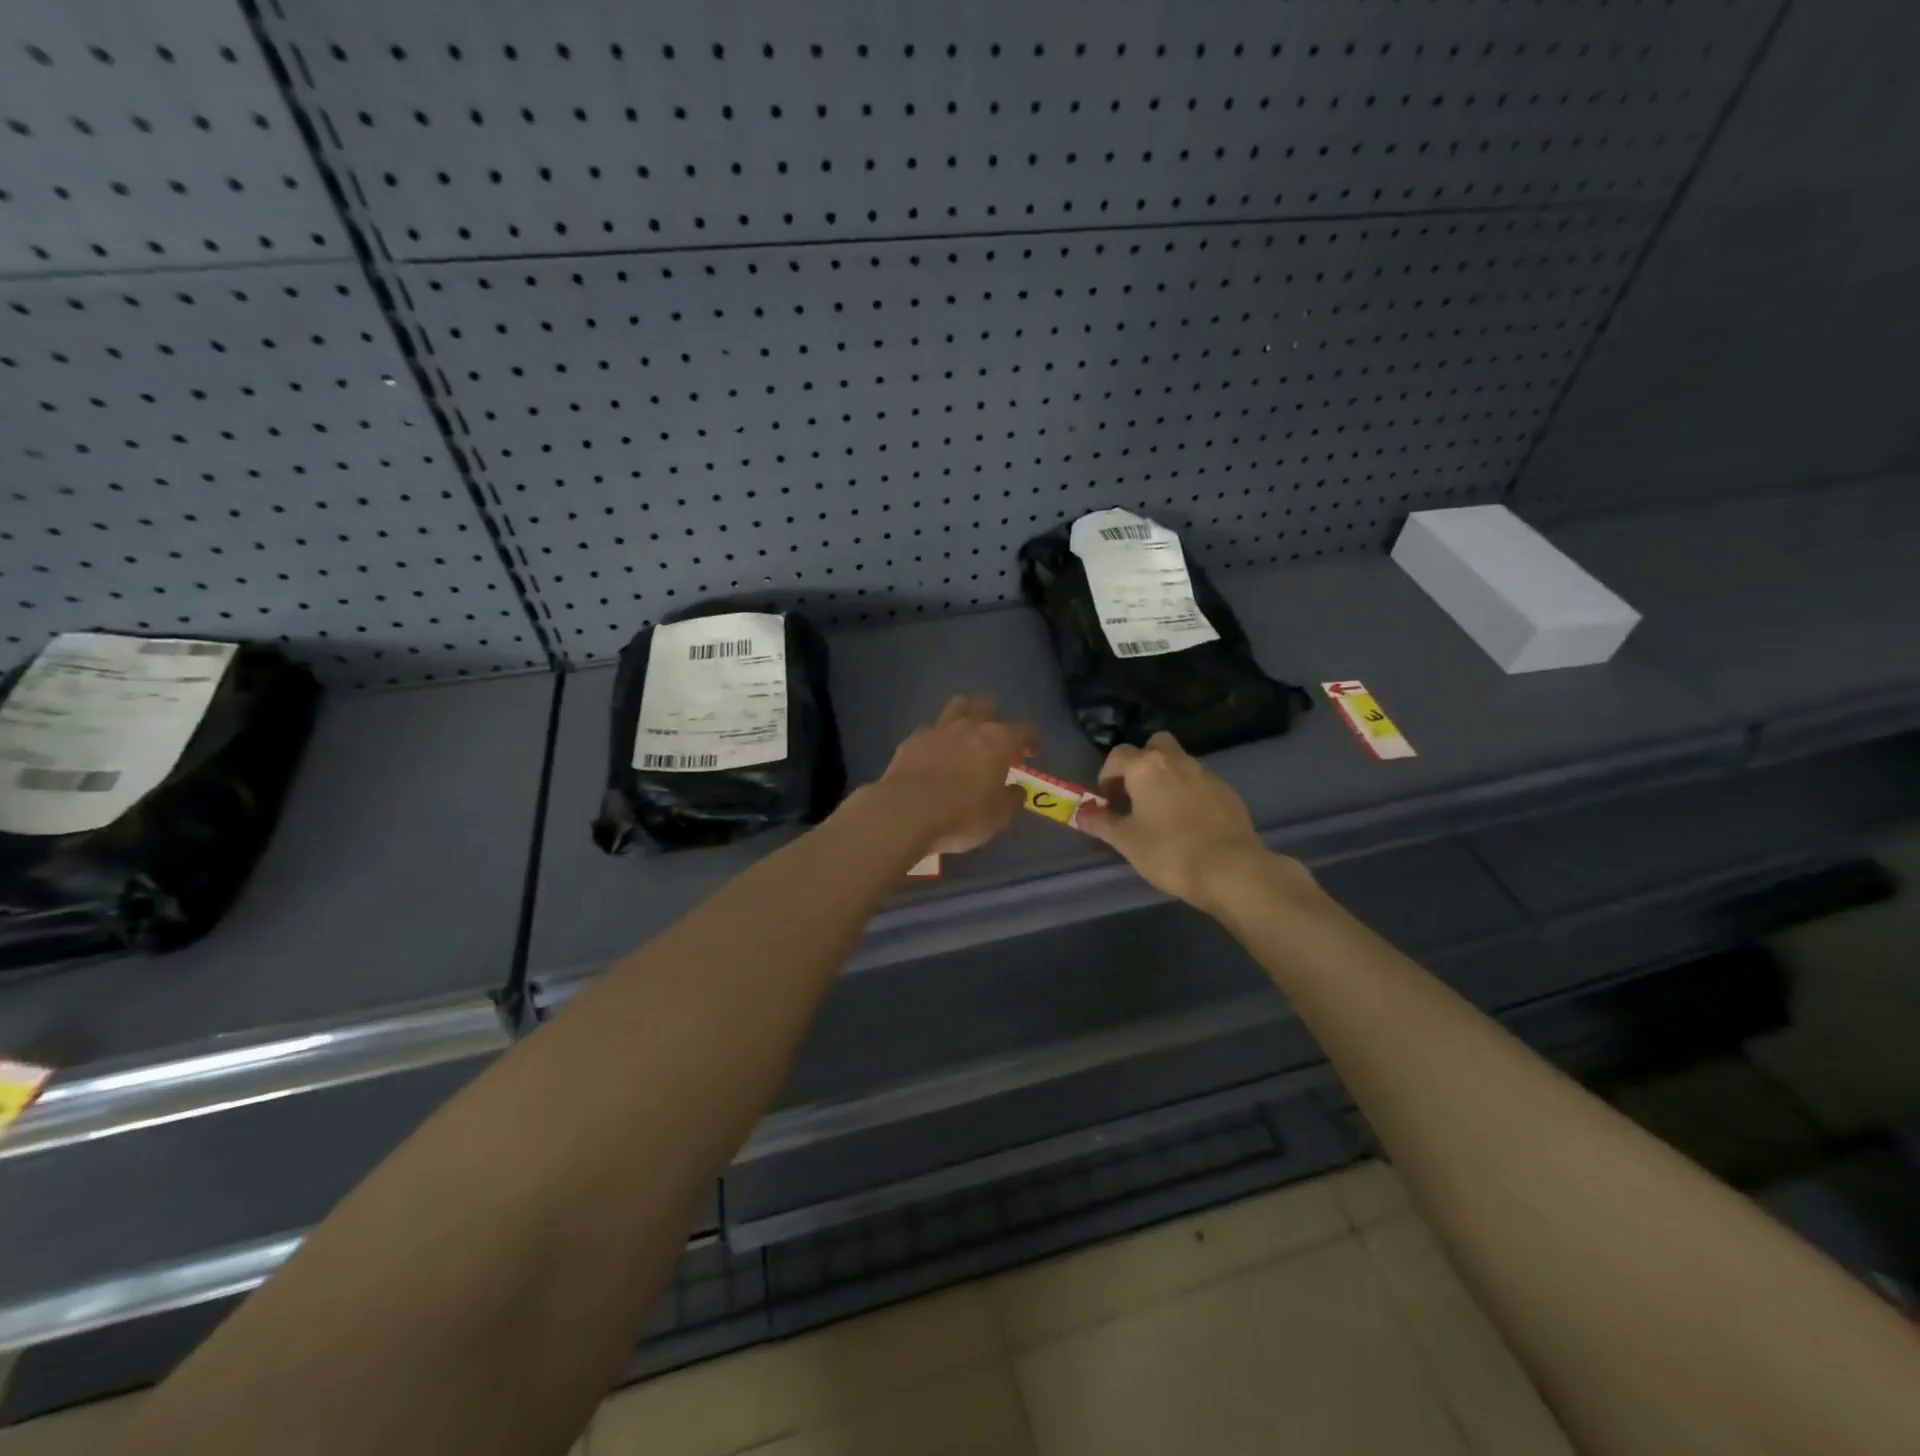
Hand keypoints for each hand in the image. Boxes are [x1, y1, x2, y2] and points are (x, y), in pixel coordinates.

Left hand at [877, 696, 1036, 854]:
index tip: (1032, 752)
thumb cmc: (962, 815)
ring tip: (966, 736)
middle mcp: (970, 725)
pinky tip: (935, 753)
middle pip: (988, 705)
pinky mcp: (912, 738)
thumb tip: (1017, 789)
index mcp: (999, 740)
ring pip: (957, 706)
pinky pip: (930, 728)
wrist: (906, 812)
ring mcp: (938, 728)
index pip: (1025, 729)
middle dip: (996, 718)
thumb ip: (1012, 798)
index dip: (1032, 739)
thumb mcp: (999, 816)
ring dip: (966, 716)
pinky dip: (937, 737)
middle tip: (996, 741)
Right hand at [1078, 731, 1298, 910]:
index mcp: (1147, 768)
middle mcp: (1176, 761)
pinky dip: (1189, 792)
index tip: (1108, 800)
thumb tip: (1080, 813)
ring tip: (1161, 811)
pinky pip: (1200, 782)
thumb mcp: (1126, 841)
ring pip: (1179, 762)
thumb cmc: (1169, 852)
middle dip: (1141, 762)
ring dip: (1166, 777)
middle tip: (1135, 793)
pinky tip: (1189, 822)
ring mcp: (1206, 774)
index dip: (1107, 775)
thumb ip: (1101, 823)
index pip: (1118, 755)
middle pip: (1154, 745)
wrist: (1231, 869)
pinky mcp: (1227, 791)